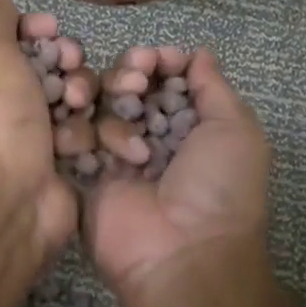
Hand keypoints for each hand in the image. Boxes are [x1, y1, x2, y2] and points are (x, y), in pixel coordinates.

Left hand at [0, 0, 78, 266]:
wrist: (8, 200)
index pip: (9, 41)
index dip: (34, 30)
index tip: (51, 28)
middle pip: (48, 66)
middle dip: (65, 61)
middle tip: (70, 64)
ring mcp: (31, 137)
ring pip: (72, 98)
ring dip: (78, 96)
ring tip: (76, 106)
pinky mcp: (59, 162)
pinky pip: (82, 132)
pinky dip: (81, 134)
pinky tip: (75, 143)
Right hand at [88, 48, 272, 306]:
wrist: (184, 253)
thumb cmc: (219, 188)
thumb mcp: (235, 129)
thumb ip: (212, 86)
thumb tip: (197, 53)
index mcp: (189, 124)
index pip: (163, 77)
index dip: (157, 61)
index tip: (154, 60)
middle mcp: (151, 136)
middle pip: (125, 85)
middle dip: (128, 74)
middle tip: (133, 83)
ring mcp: (114, 156)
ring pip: (96, 106)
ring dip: (107, 107)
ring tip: (124, 134)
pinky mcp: (84, 176)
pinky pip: (70, 138)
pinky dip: (76, 133)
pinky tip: (91, 146)